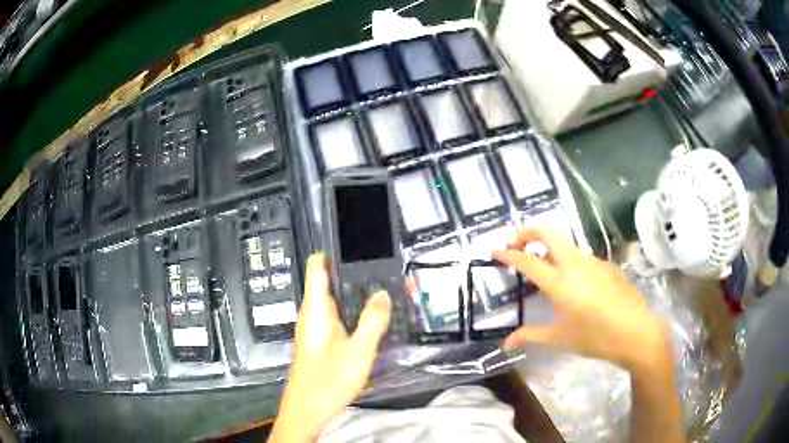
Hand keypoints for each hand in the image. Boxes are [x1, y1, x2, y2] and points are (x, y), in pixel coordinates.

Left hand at [269, 254, 390, 442]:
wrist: (307, 411)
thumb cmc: (328, 380)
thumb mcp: (358, 351)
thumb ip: (372, 320)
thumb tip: (382, 293)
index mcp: (316, 309)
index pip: (318, 265)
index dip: (334, 250)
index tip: (358, 242)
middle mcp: (312, 314)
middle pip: (331, 282)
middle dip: (356, 274)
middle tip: (386, 269)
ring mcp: (316, 329)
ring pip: (337, 302)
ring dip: (357, 295)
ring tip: (386, 290)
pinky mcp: (321, 343)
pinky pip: (338, 319)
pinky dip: (355, 314)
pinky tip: (373, 320)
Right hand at [493, 227, 670, 371]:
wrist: (636, 332)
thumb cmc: (595, 338)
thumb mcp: (559, 338)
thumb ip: (530, 335)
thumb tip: (505, 344)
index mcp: (560, 282)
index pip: (527, 260)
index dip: (508, 253)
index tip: (494, 250)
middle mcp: (575, 263)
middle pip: (548, 231)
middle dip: (527, 231)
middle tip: (517, 244)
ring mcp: (593, 260)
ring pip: (565, 242)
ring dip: (549, 246)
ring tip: (544, 267)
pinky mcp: (606, 265)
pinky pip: (581, 256)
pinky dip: (568, 260)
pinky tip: (574, 283)